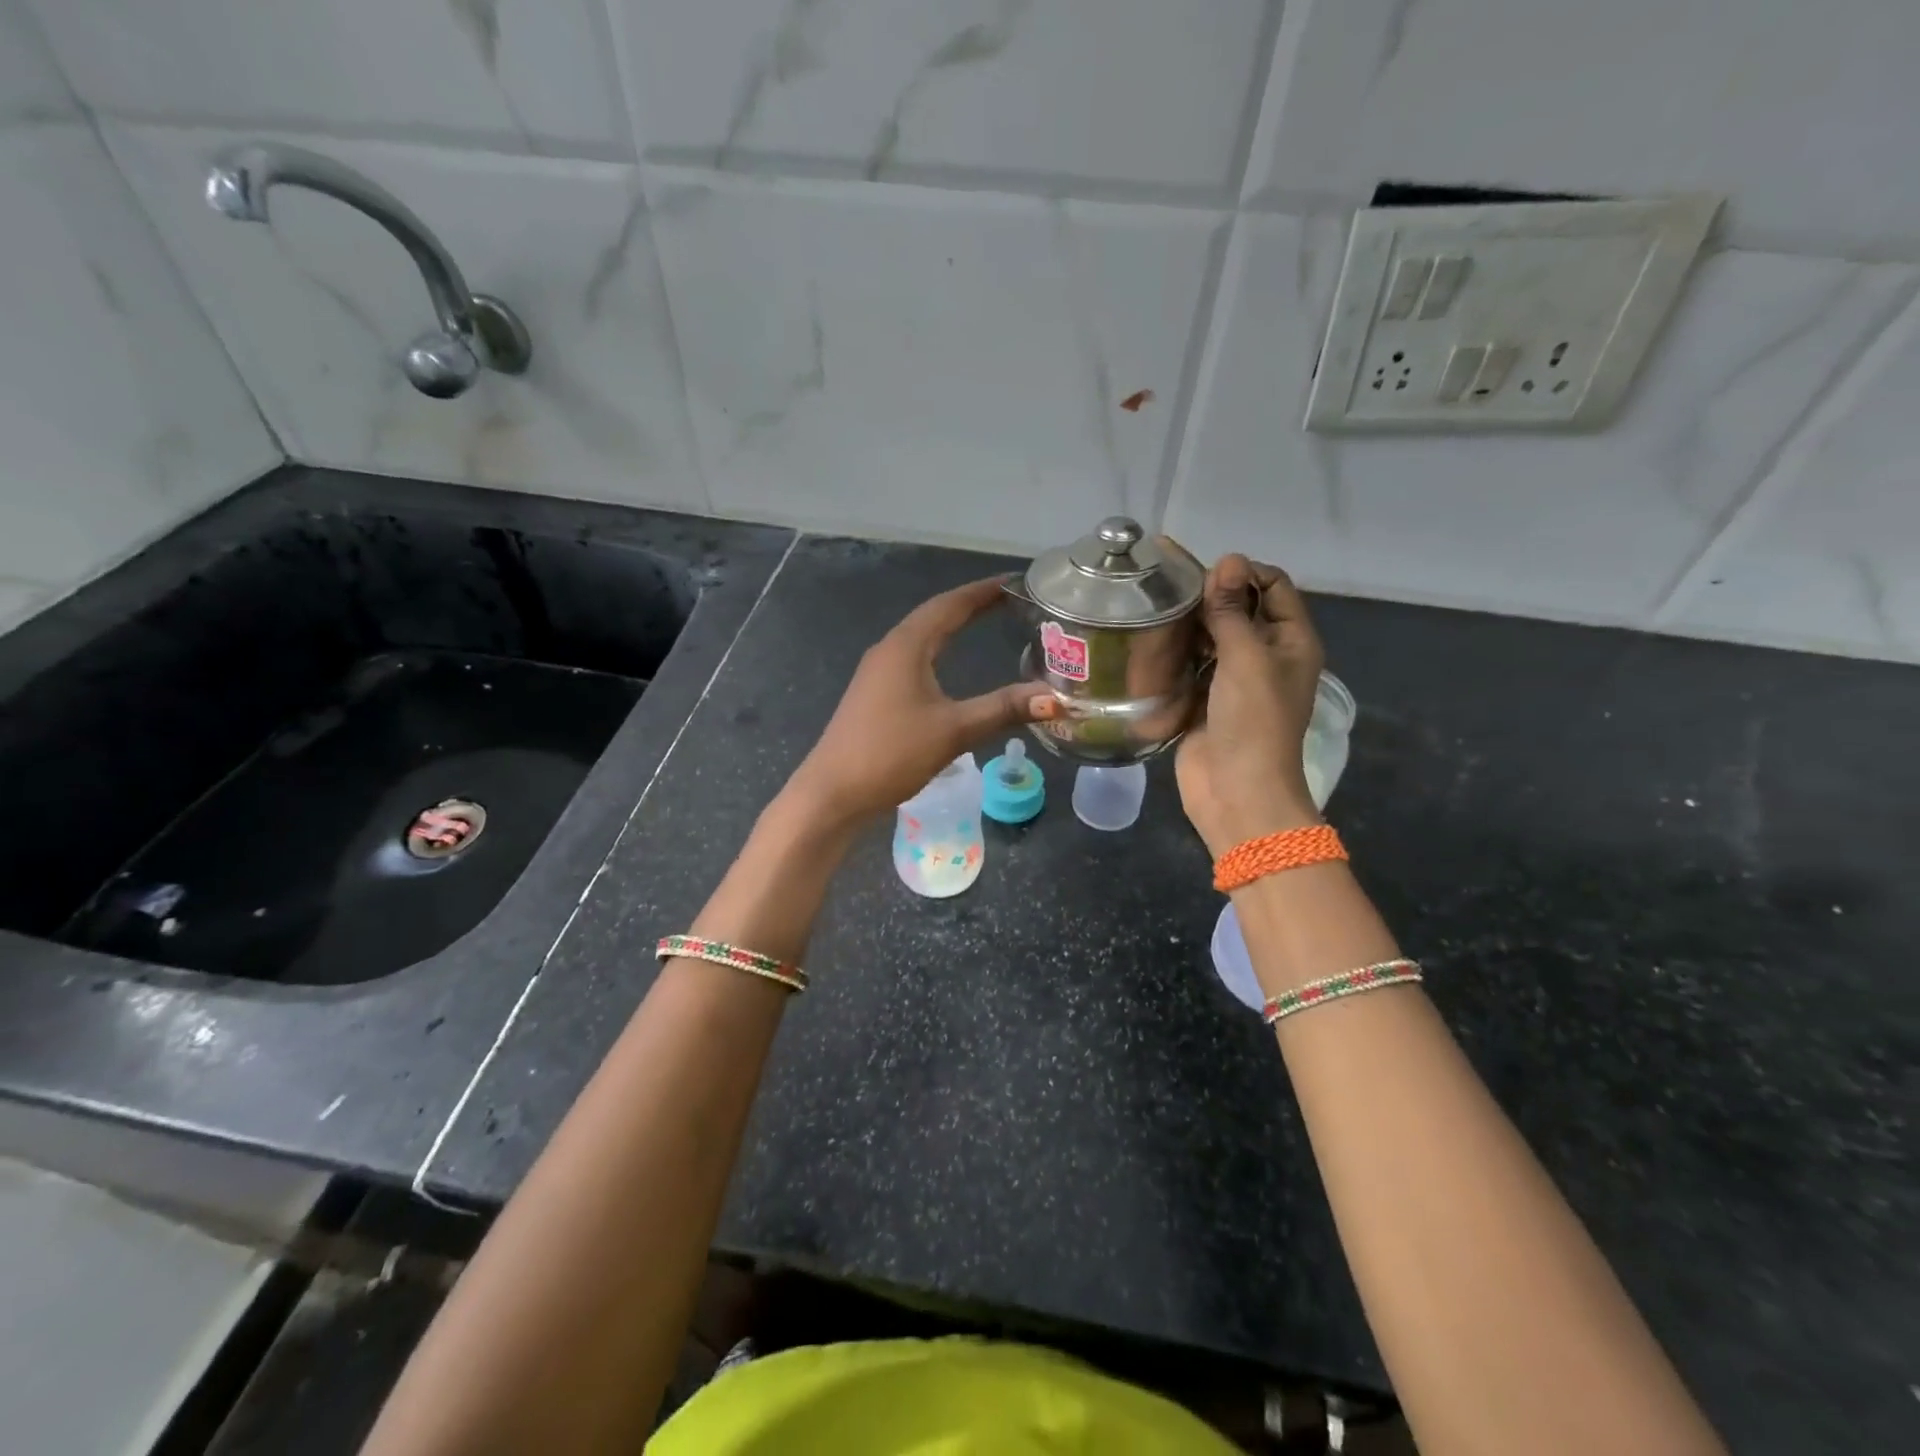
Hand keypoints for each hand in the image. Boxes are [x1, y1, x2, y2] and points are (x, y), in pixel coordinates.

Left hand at [786, 577, 1053, 826]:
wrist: (833, 793)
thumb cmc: (891, 753)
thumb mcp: (953, 730)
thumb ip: (1002, 709)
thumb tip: (1054, 697)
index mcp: (906, 646)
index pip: (950, 605)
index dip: (984, 591)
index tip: (1016, 582)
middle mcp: (889, 650)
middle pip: (935, 616)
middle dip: (971, 606)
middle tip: (1009, 602)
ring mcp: (877, 673)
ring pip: (922, 638)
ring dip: (952, 627)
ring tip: (986, 623)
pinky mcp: (874, 695)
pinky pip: (913, 659)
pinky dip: (938, 651)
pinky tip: (949, 665)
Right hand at [1175, 555, 1324, 855]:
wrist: (1235, 791)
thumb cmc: (1253, 721)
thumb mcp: (1247, 658)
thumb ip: (1233, 610)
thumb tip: (1228, 559)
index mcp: (1291, 641)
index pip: (1273, 585)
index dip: (1242, 572)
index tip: (1200, 573)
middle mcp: (1265, 655)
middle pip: (1240, 608)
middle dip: (1209, 593)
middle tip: (1163, 583)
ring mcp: (1233, 679)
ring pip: (1211, 635)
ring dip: (1188, 621)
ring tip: (1149, 603)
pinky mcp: (1204, 698)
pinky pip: (1191, 663)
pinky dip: (1175, 649)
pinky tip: (1147, 637)